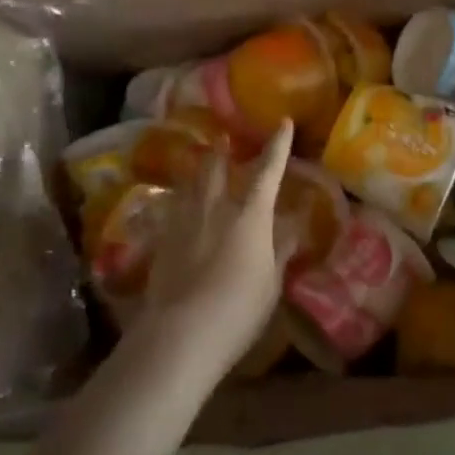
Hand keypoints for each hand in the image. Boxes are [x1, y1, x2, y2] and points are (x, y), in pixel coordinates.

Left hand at [128, 119, 294, 385]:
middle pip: (218, 168)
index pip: (268, 172)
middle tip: (225, 137)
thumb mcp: (270, 282)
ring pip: (190, 182)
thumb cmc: (239, 308)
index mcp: (250, 216)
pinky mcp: (162, 238)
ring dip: (198, 168)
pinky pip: (172, 206)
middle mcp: (216, 208)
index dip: (278, 146)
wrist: (181, 331)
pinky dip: (179, 197)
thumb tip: (292, 225)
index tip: (283, 123)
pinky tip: (176, 201)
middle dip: (224, 150)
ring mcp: (184, 220)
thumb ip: (280, 249)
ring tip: (200, 159)